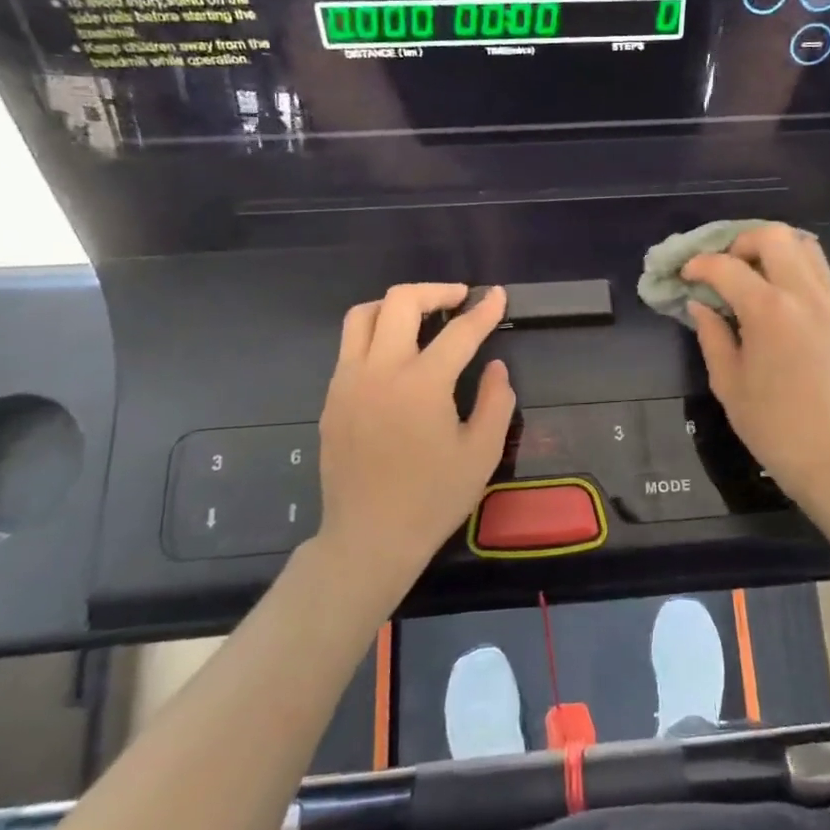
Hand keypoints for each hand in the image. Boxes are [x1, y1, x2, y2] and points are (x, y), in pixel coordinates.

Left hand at [318, 284, 515, 590]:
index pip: (459, 332)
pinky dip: (375, 334)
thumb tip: (495, 366)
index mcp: (421, 384)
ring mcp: (348, 382)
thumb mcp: (481, 454)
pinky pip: (349, 347)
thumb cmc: (432, 499)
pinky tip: (395, 356)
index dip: (484, 310)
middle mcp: (379, 371)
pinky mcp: (331, 398)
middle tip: (459, 299)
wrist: (369, 538)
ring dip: (395, 305)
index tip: (498, 295)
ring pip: (362, 315)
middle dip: (435, 291)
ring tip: (421, 316)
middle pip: (400, 302)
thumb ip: (495, 402)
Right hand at [682, 226, 829, 504]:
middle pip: (773, 236)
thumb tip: (701, 304)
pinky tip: (774, 290)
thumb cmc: (770, 423)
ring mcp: (828, 301)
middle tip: (722, 268)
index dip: (700, 266)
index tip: (685, 276)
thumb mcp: (727, 381)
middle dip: (740, 243)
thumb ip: (712, 334)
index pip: (728, 267)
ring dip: (771, 248)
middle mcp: (803, 294)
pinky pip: (818, 269)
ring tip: (749, 272)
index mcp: (769, 311)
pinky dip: (793, 264)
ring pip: (803, 245)